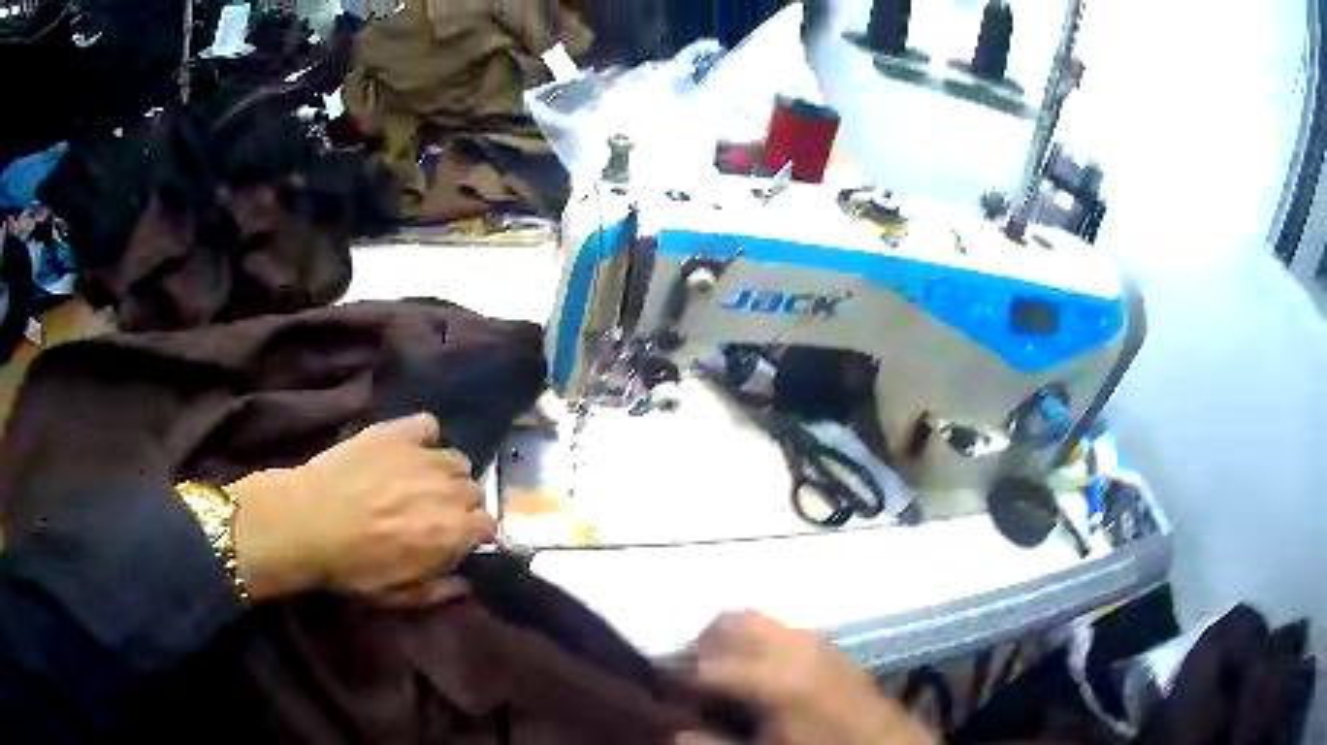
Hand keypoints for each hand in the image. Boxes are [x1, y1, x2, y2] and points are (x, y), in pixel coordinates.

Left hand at [228, 413, 492, 604]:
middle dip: (461, 504)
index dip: (473, 533)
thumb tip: (465, 583)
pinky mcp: (397, 432)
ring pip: (456, 459)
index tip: (457, 539)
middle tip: (434, 513)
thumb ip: (438, 591)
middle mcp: (447, 490)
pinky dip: (425, 437)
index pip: (488, 525)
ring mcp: (423, 456)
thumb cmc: (351, 566)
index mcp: (451, 532)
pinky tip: (408, 451)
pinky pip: (428, 425)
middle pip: (474, 491)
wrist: (306, 521)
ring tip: (421, 482)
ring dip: (446, 473)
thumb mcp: (396, 596)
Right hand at [681, 612, 933, 744]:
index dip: (676, 675)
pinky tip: (761, 670)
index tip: (655, 684)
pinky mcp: (830, 644)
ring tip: (722, 671)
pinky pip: (783, 627)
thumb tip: (675, 732)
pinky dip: (760, 639)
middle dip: (703, 643)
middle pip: (732, 622)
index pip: (708, 666)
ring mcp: (815, 641)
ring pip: (758, 618)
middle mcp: (795, 648)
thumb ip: (718, 743)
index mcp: (777, 680)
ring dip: (731, 638)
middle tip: (690, 675)